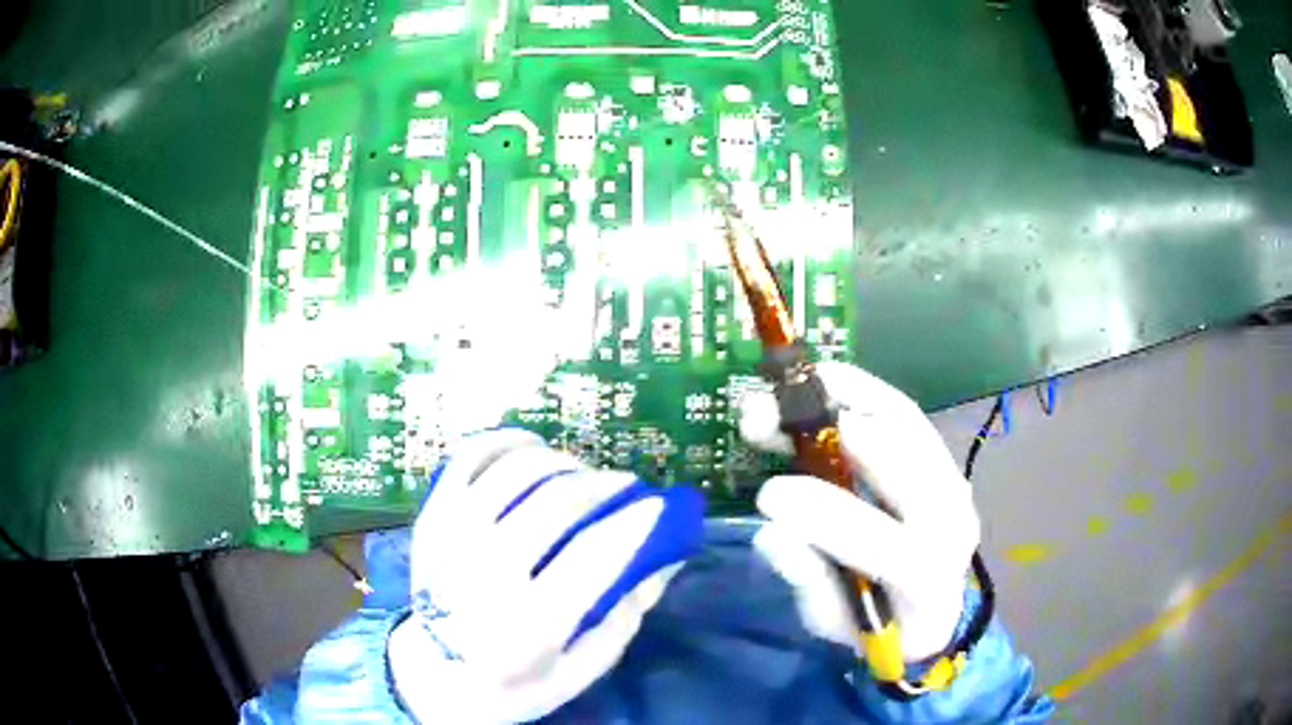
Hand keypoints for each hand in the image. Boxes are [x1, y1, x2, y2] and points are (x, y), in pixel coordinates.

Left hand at [388, 429, 703, 723]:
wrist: (433, 675)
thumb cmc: (514, 684)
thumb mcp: (581, 669)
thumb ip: (626, 615)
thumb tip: (666, 556)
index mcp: (528, 626)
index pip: (593, 555)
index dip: (636, 520)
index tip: (659, 504)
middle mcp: (485, 575)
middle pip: (557, 501)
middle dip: (604, 484)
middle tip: (623, 486)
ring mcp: (451, 538)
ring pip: (516, 470)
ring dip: (562, 461)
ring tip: (580, 474)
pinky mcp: (432, 517)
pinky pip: (470, 456)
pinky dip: (506, 442)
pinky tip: (533, 449)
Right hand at [739, 362, 979, 662]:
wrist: (933, 615)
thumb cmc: (879, 631)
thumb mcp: (833, 623)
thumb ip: (808, 581)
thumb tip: (772, 532)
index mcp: (926, 577)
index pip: (884, 542)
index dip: (825, 515)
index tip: (768, 497)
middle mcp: (952, 518)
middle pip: (902, 457)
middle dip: (827, 428)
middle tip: (762, 415)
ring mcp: (953, 481)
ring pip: (903, 420)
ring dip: (841, 395)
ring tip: (787, 391)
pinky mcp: (942, 460)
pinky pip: (902, 414)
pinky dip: (858, 395)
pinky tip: (820, 390)